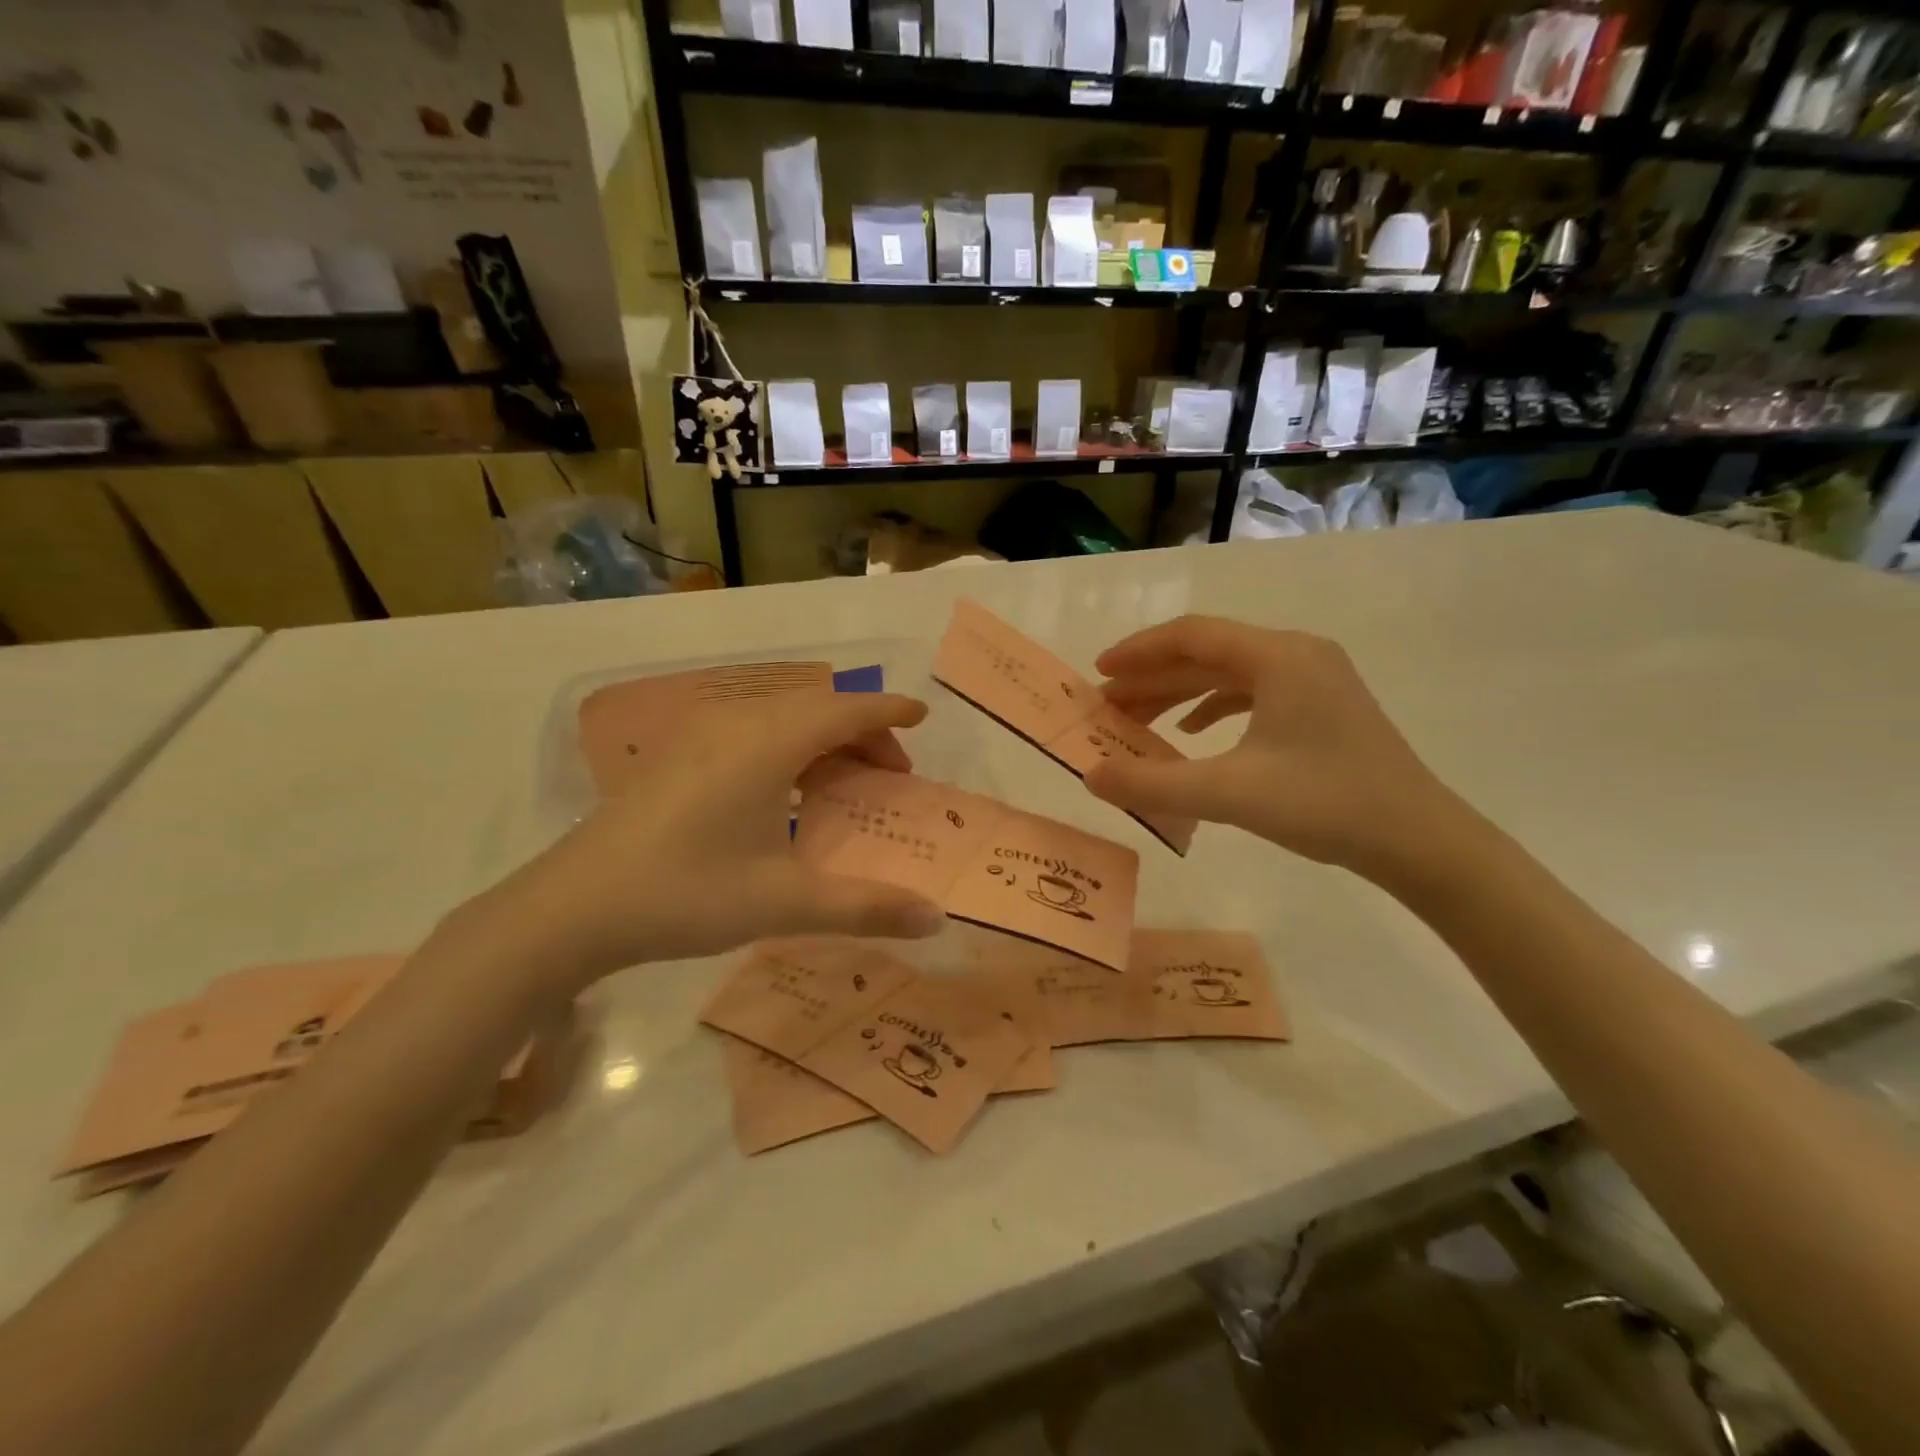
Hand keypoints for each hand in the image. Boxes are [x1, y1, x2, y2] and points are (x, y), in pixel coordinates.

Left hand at [472, 692, 945, 989]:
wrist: (573, 908)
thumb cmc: (686, 894)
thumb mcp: (784, 903)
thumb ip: (865, 907)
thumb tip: (936, 919)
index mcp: (768, 743)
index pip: (845, 708)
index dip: (889, 710)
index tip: (923, 717)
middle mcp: (737, 723)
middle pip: (817, 706)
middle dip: (864, 731)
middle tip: (892, 774)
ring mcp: (700, 735)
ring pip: (783, 716)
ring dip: (825, 738)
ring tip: (847, 782)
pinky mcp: (678, 754)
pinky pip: (753, 730)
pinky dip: (790, 746)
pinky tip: (788, 792)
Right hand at [1086, 617, 1465, 879]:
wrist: (1419, 840)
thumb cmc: (1326, 804)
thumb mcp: (1229, 793)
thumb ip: (1153, 783)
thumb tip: (1090, 776)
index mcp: (1278, 657)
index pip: (1191, 635)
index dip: (1138, 651)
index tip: (1097, 674)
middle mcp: (1296, 654)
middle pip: (1207, 653)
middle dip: (1152, 677)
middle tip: (1107, 705)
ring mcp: (1314, 679)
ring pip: (1229, 674)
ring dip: (1178, 693)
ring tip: (1136, 719)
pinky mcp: (1321, 707)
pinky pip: (1252, 693)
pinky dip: (1212, 707)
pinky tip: (1190, 731)